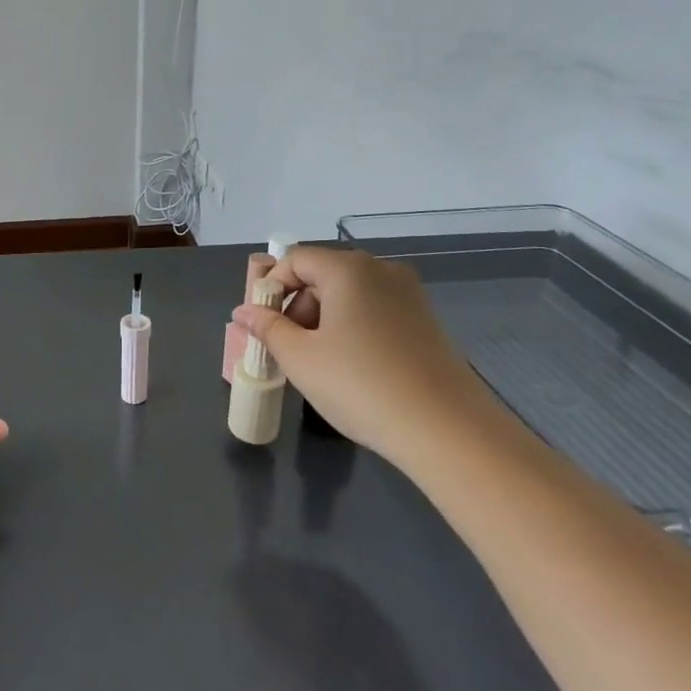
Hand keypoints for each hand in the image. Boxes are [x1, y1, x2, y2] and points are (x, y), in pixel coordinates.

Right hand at [233, 246, 496, 460]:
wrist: (447, 430)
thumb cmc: (360, 385)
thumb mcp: (300, 358)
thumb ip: (267, 328)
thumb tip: (243, 311)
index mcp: (348, 269)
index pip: (295, 260)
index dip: (271, 288)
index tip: (264, 326)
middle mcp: (381, 271)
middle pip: (322, 274)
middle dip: (297, 307)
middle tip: (288, 350)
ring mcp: (409, 296)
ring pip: (349, 295)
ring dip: (323, 321)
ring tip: (319, 365)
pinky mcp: (425, 322)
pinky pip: (374, 312)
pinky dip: (352, 330)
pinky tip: (352, 369)